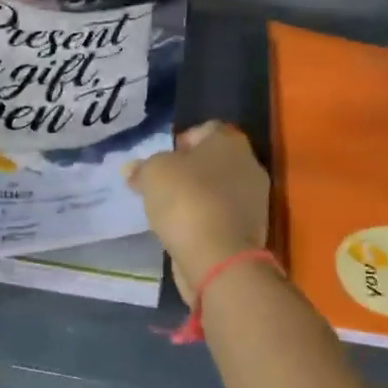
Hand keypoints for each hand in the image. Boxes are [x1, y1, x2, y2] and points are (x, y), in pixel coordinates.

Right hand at [125, 122, 269, 303]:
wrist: (218, 257)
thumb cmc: (186, 199)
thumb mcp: (152, 174)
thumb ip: (142, 167)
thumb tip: (132, 169)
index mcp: (230, 141)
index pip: (205, 129)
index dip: (180, 141)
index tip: (161, 160)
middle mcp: (249, 165)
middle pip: (212, 161)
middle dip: (188, 172)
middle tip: (161, 186)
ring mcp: (255, 200)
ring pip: (217, 190)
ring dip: (196, 198)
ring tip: (168, 212)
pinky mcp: (250, 231)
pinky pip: (220, 216)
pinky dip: (204, 221)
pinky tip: (183, 231)